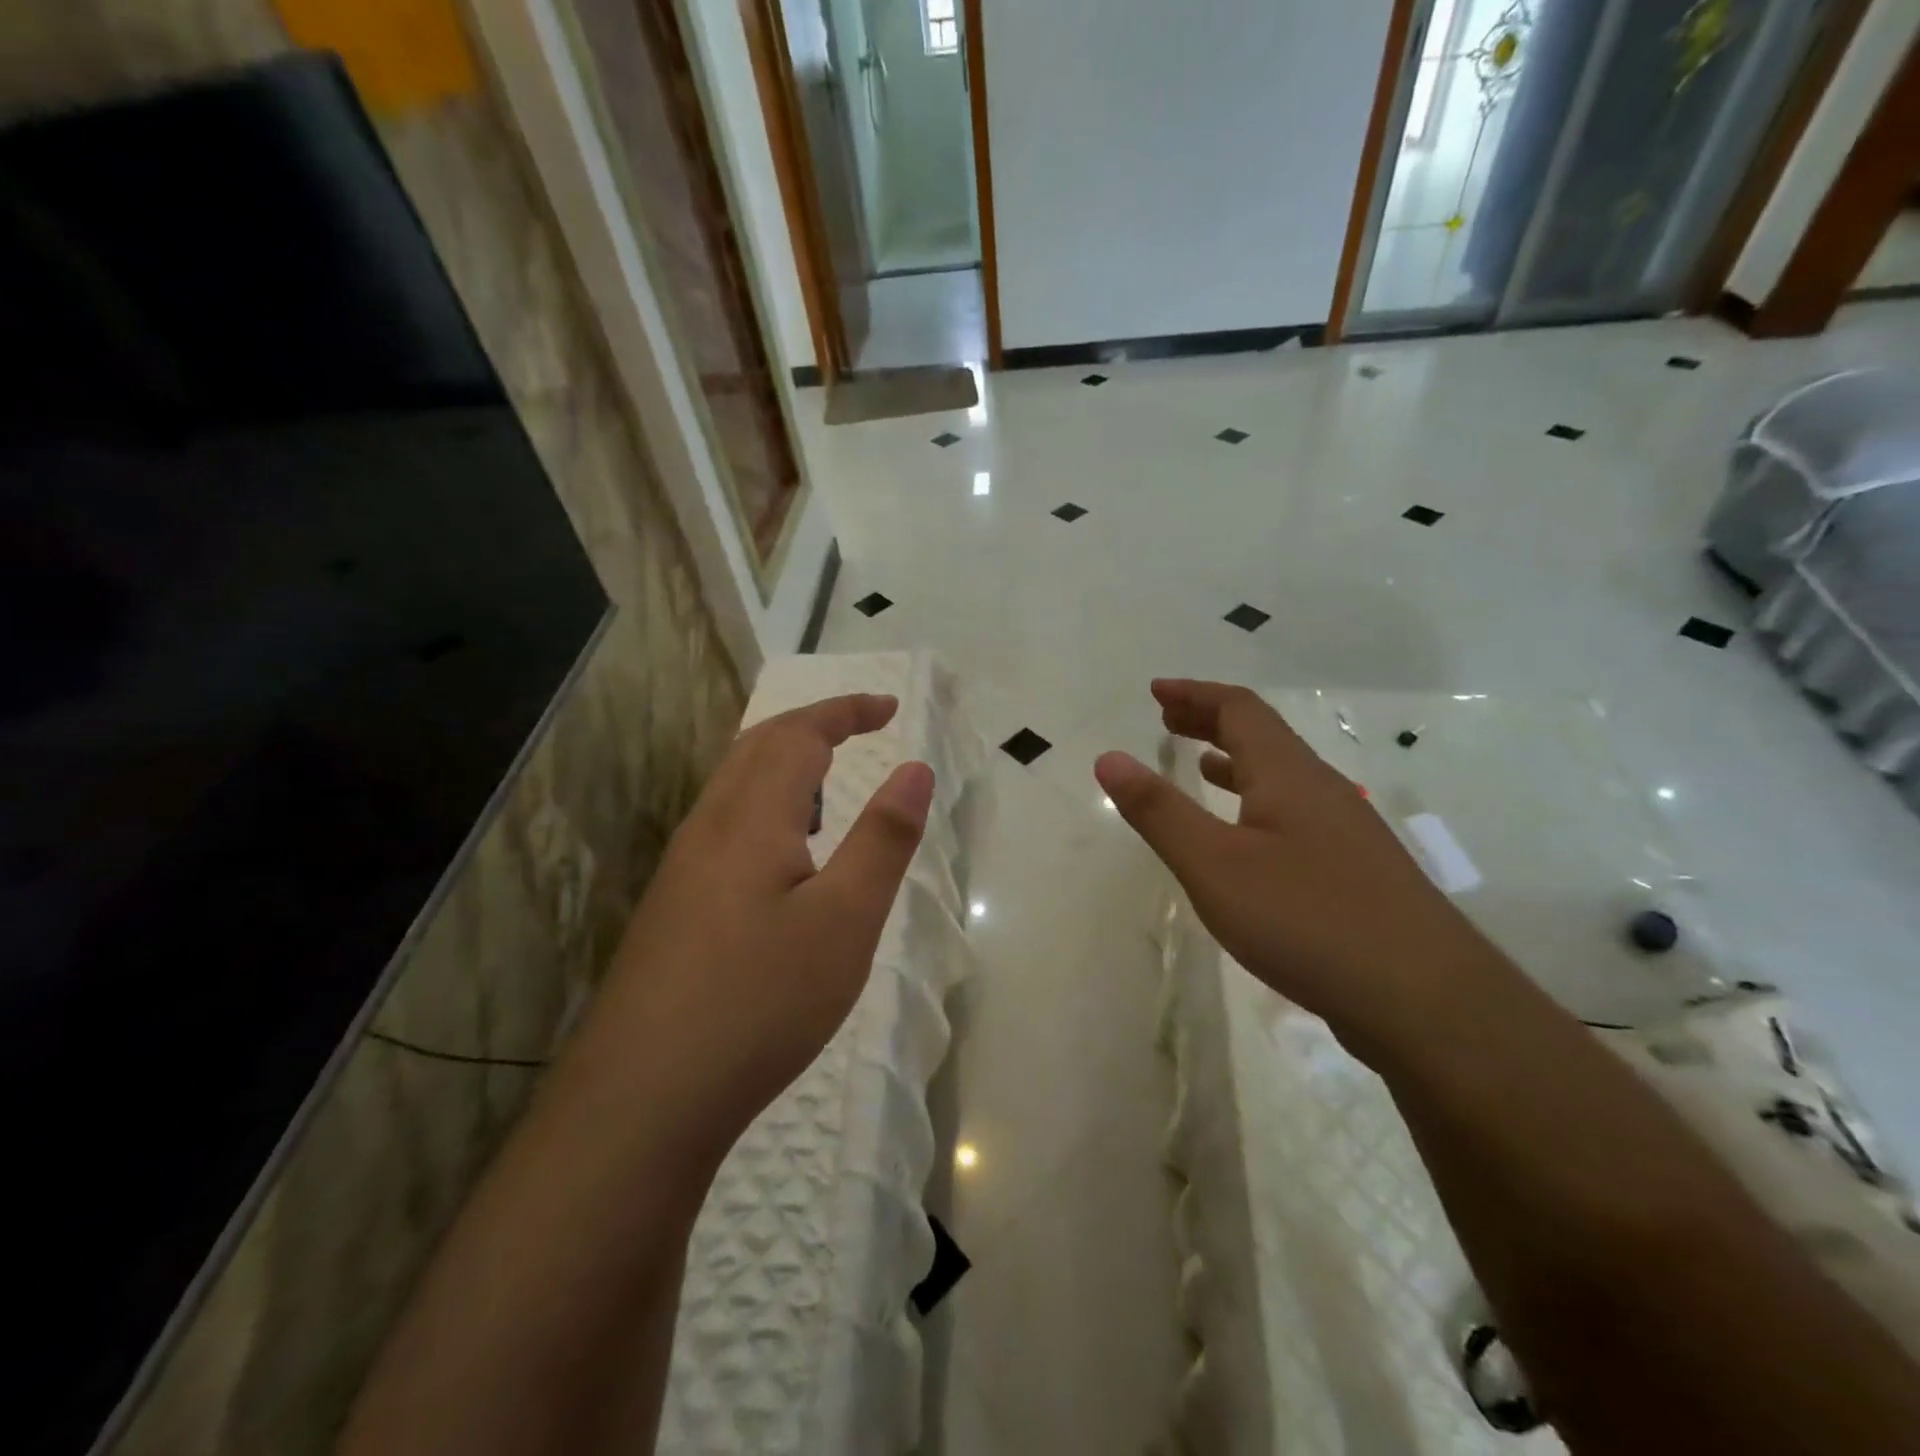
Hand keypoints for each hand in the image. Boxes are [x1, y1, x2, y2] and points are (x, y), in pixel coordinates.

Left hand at [592, 694, 932, 1166]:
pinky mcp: (674, 907)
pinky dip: (765, 806)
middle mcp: (707, 829)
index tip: (890, 708)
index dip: (845, 711)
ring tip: (829, 782)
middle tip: (863, 727)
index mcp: (749, 818)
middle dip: (813, 725)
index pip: (798, 734)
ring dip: (784, 764)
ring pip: (734, 787)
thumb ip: (882, 839)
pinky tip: (783, 855)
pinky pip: (724, 826)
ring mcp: (682, 870)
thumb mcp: (844, 920)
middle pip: (757, 748)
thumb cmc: (760, 1001)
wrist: (643, 1098)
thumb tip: (915, 770)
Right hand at [1095, 680, 1497, 1041]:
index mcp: (1288, 775)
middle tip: (1169, 719)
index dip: (1194, 694)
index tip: (1156, 690)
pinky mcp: (1356, 871)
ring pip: (1283, 777)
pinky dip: (1259, 803)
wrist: (1426, 1000)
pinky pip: (1295, 813)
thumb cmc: (1307, 920)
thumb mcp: (1214, 865)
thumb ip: (1159, 811)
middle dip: (1212, 721)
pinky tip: (1249, 836)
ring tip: (1201, 763)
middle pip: (1263, 736)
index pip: (1239, 709)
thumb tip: (1109, 757)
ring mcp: (1345, 832)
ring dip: (1237, 760)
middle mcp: (1321, 790)